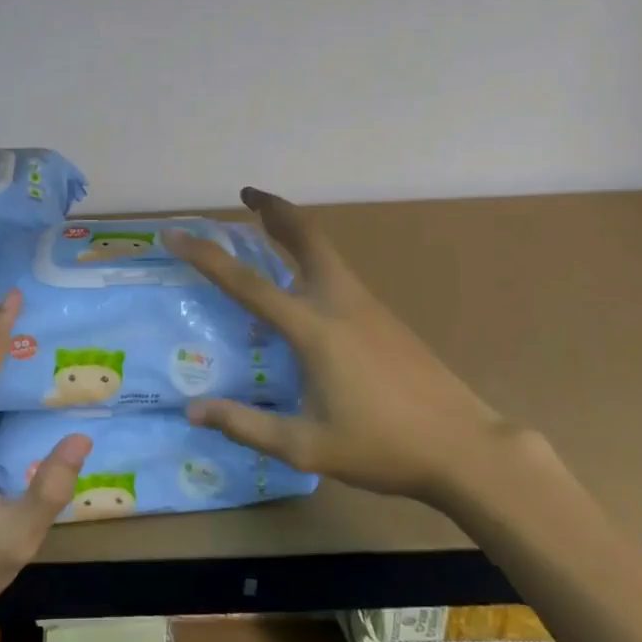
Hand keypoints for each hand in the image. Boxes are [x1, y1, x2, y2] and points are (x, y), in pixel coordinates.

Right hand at [162, 189, 502, 501]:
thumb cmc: (383, 448)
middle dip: (274, 208)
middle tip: (247, 194)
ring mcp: (368, 306)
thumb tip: (194, 410)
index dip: (206, 256)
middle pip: (305, 236)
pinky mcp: (385, 317)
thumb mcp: (306, 447)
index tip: (175, 235)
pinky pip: (339, 271)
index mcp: (313, 329)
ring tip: (268, 226)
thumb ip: (247, 426)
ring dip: (294, 229)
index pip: (247, 283)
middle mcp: (339, 303)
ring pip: (325, 250)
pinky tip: (305, 284)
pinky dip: (313, 256)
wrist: (467, 447)